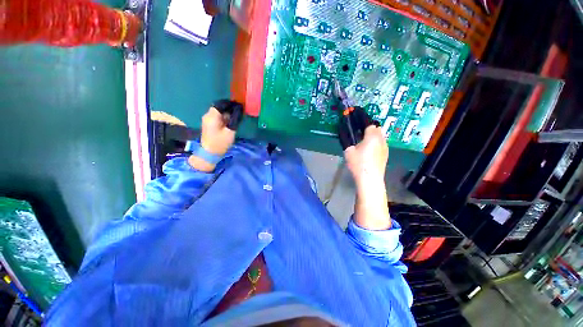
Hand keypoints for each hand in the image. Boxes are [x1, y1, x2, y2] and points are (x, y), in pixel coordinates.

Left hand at [200, 107, 235, 155]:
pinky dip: (223, 118)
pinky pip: (216, 118)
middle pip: (219, 108)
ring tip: (235, 118)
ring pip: (218, 113)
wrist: (209, 153)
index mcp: (212, 116)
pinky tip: (229, 123)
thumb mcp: (230, 131)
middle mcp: (208, 116)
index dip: (230, 104)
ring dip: (226, 114)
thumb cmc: (220, 142)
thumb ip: (234, 120)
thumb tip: (239, 111)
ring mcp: (207, 121)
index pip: (220, 104)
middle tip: (238, 113)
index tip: (238, 106)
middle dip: (229, 109)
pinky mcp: (208, 125)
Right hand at [344, 125, 390, 229]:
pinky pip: (381, 143)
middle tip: (357, 131)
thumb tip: (342, 129)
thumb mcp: (348, 150)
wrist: (370, 179)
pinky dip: (375, 142)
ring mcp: (385, 147)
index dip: (361, 117)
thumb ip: (345, 138)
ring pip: (379, 135)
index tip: (355, 114)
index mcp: (372, 136)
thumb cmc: (358, 164)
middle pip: (376, 127)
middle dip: (367, 126)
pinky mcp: (386, 154)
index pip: (368, 121)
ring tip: (362, 140)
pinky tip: (368, 150)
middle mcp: (381, 139)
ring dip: (372, 134)